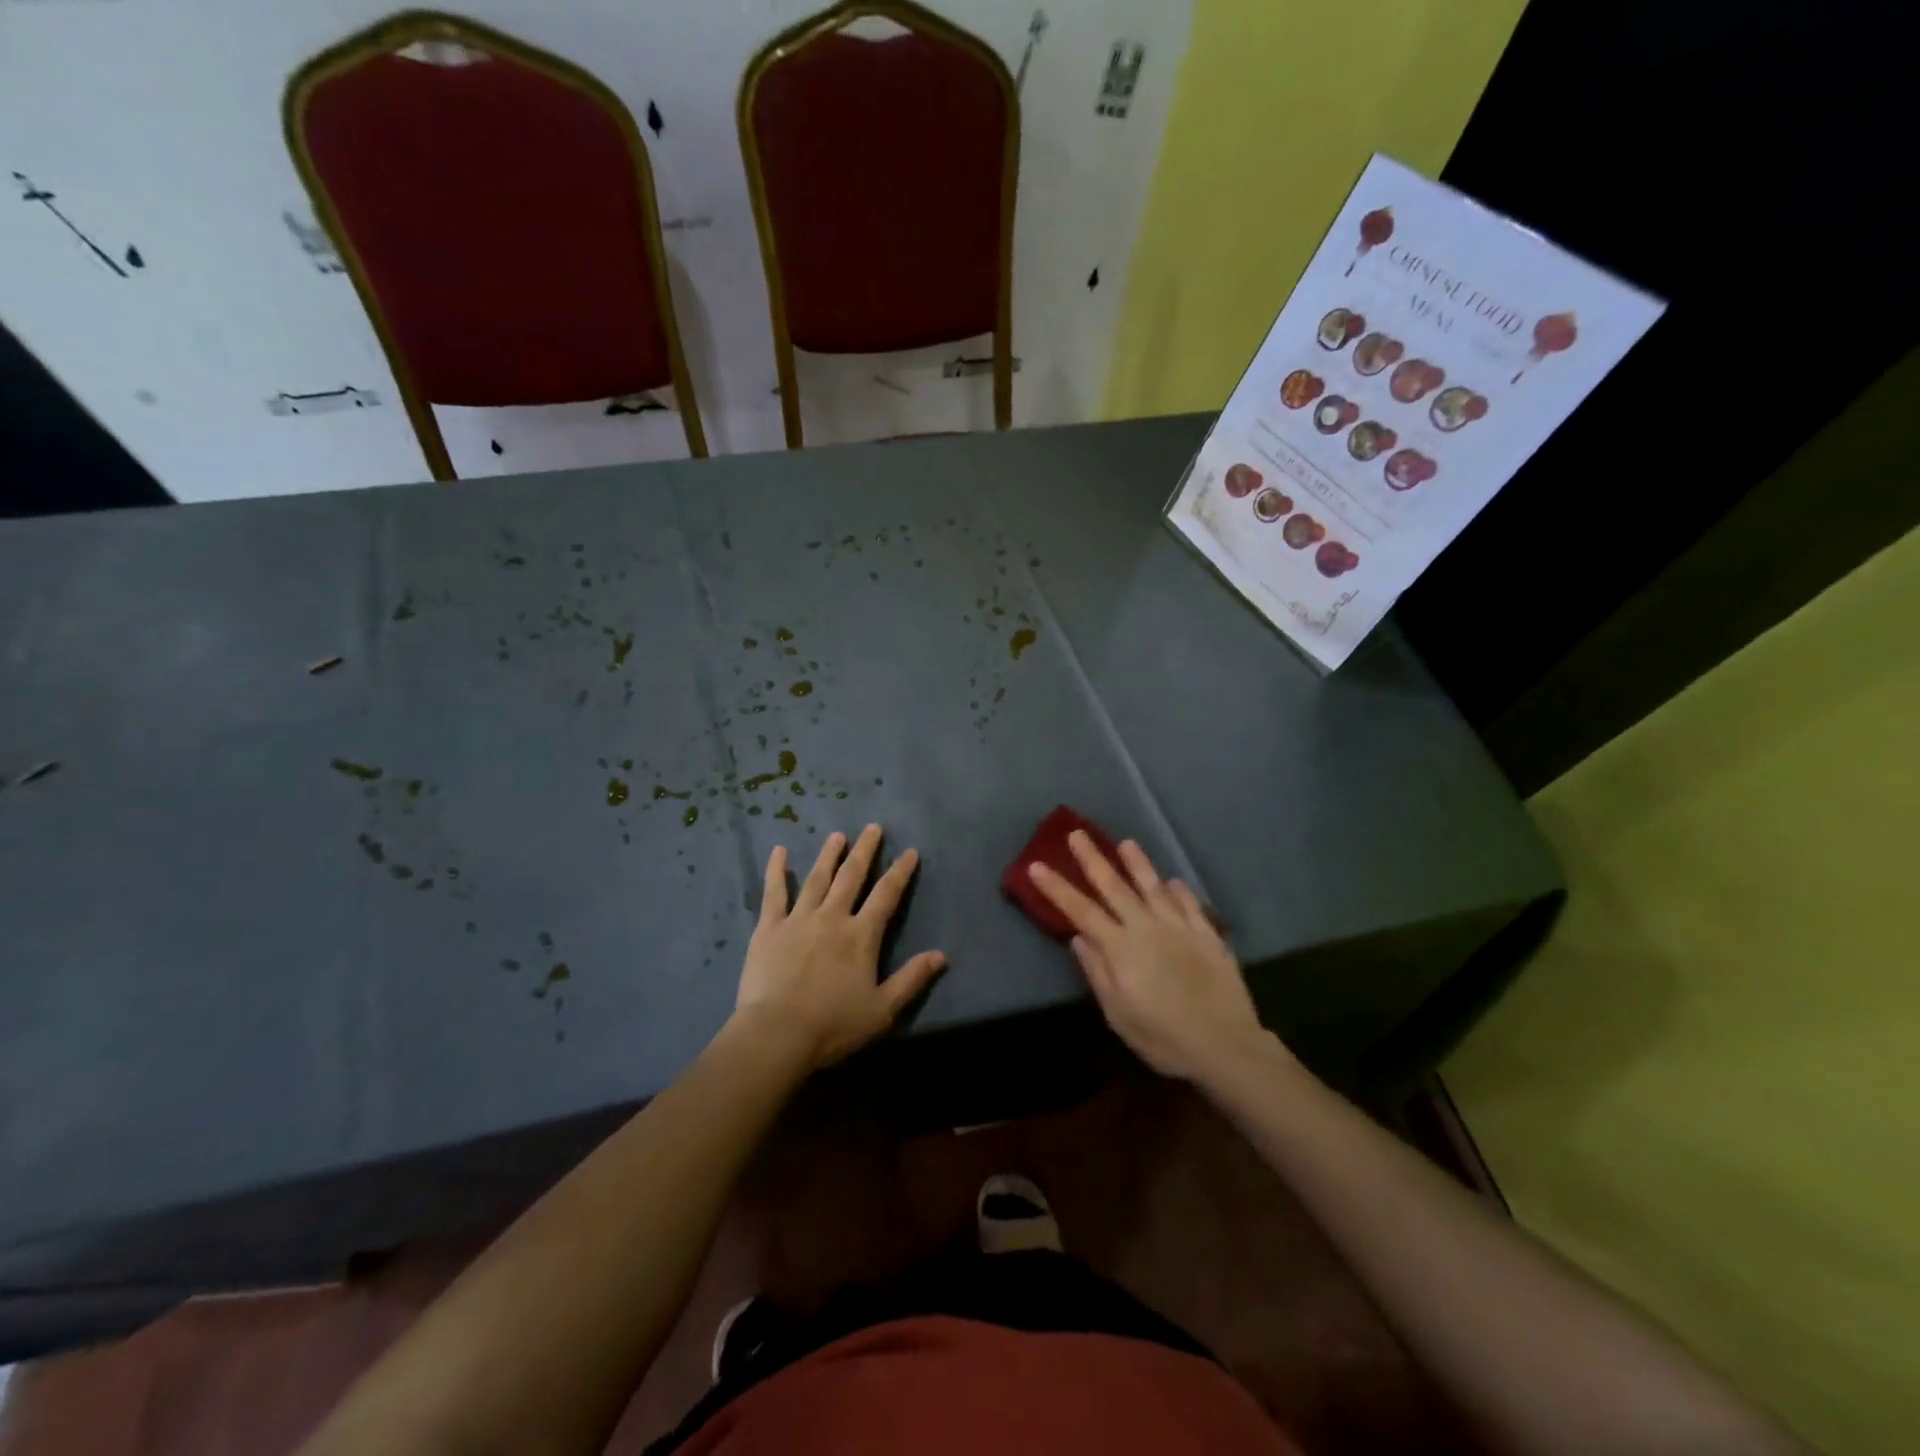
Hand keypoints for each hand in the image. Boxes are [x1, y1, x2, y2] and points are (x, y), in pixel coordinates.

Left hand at [734, 825, 946, 1070]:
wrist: (776, 1033)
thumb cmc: (833, 1025)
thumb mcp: (882, 1009)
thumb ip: (912, 979)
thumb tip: (941, 956)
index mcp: (861, 936)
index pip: (886, 895)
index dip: (900, 872)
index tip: (909, 852)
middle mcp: (832, 917)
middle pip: (852, 876)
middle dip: (865, 851)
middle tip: (873, 827)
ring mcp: (798, 919)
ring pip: (817, 878)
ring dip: (829, 855)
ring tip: (837, 835)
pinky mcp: (768, 928)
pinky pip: (774, 892)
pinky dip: (776, 870)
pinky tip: (779, 851)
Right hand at [1029, 832, 1268, 1080]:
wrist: (1225, 1046)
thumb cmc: (1162, 1037)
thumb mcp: (1118, 1013)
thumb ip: (1097, 971)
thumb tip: (1078, 938)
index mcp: (1120, 947)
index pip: (1080, 910)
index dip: (1057, 888)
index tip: (1036, 865)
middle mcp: (1146, 927)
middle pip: (1114, 887)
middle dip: (1093, 859)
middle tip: (1077, 834)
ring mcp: (1179, 928)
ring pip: (1154, 887)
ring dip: (1138, 864)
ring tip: (1126, 843)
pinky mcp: (1207, 936)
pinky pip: (1190, 905)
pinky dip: (1180, 891)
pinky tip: (1173, 882)